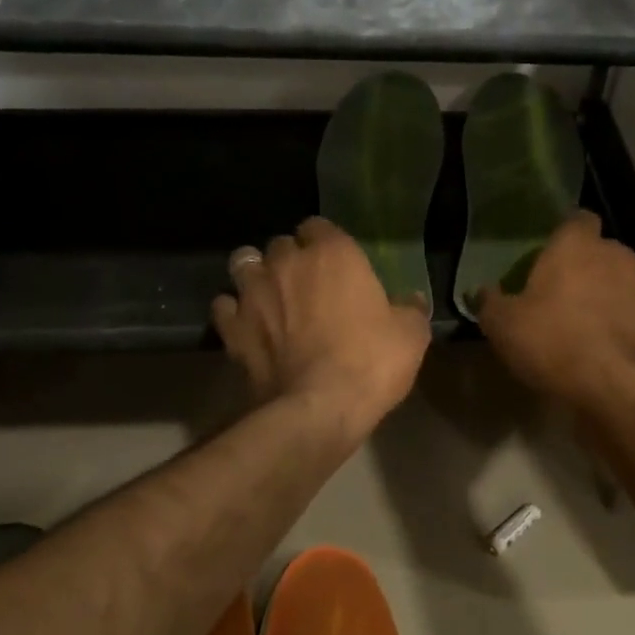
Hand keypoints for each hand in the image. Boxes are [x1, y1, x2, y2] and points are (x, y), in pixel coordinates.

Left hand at [213, 217, 431, 438]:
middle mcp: (286, 263)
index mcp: (332, 253)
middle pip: (280, 244)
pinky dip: (233, 312)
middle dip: (289, 259)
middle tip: (304, 284)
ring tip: (268, 296)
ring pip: (243, 264)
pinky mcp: (231, 328)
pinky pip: (224, 306)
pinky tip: (246, 326)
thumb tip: (411, 300)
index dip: (325, 243)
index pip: (319, 226)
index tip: (335, 263)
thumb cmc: (370, 362)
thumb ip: (410, 310)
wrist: (318, 408)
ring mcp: (252, 294)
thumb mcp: (410, 336)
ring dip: (255, 275)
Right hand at [476, 211, 634, 408]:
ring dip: (629, 288)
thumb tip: (483, 292)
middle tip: (577, 294)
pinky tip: (632, 344)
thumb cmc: (550, 342)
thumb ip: (491, 302)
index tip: (557, 256)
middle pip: (610, 250)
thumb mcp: (502, 326)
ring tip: (612, 314)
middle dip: (597, 266)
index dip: (569, 235)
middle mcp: (619, 255)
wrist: (611, 385)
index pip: (578, 220)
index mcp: (577, 246)